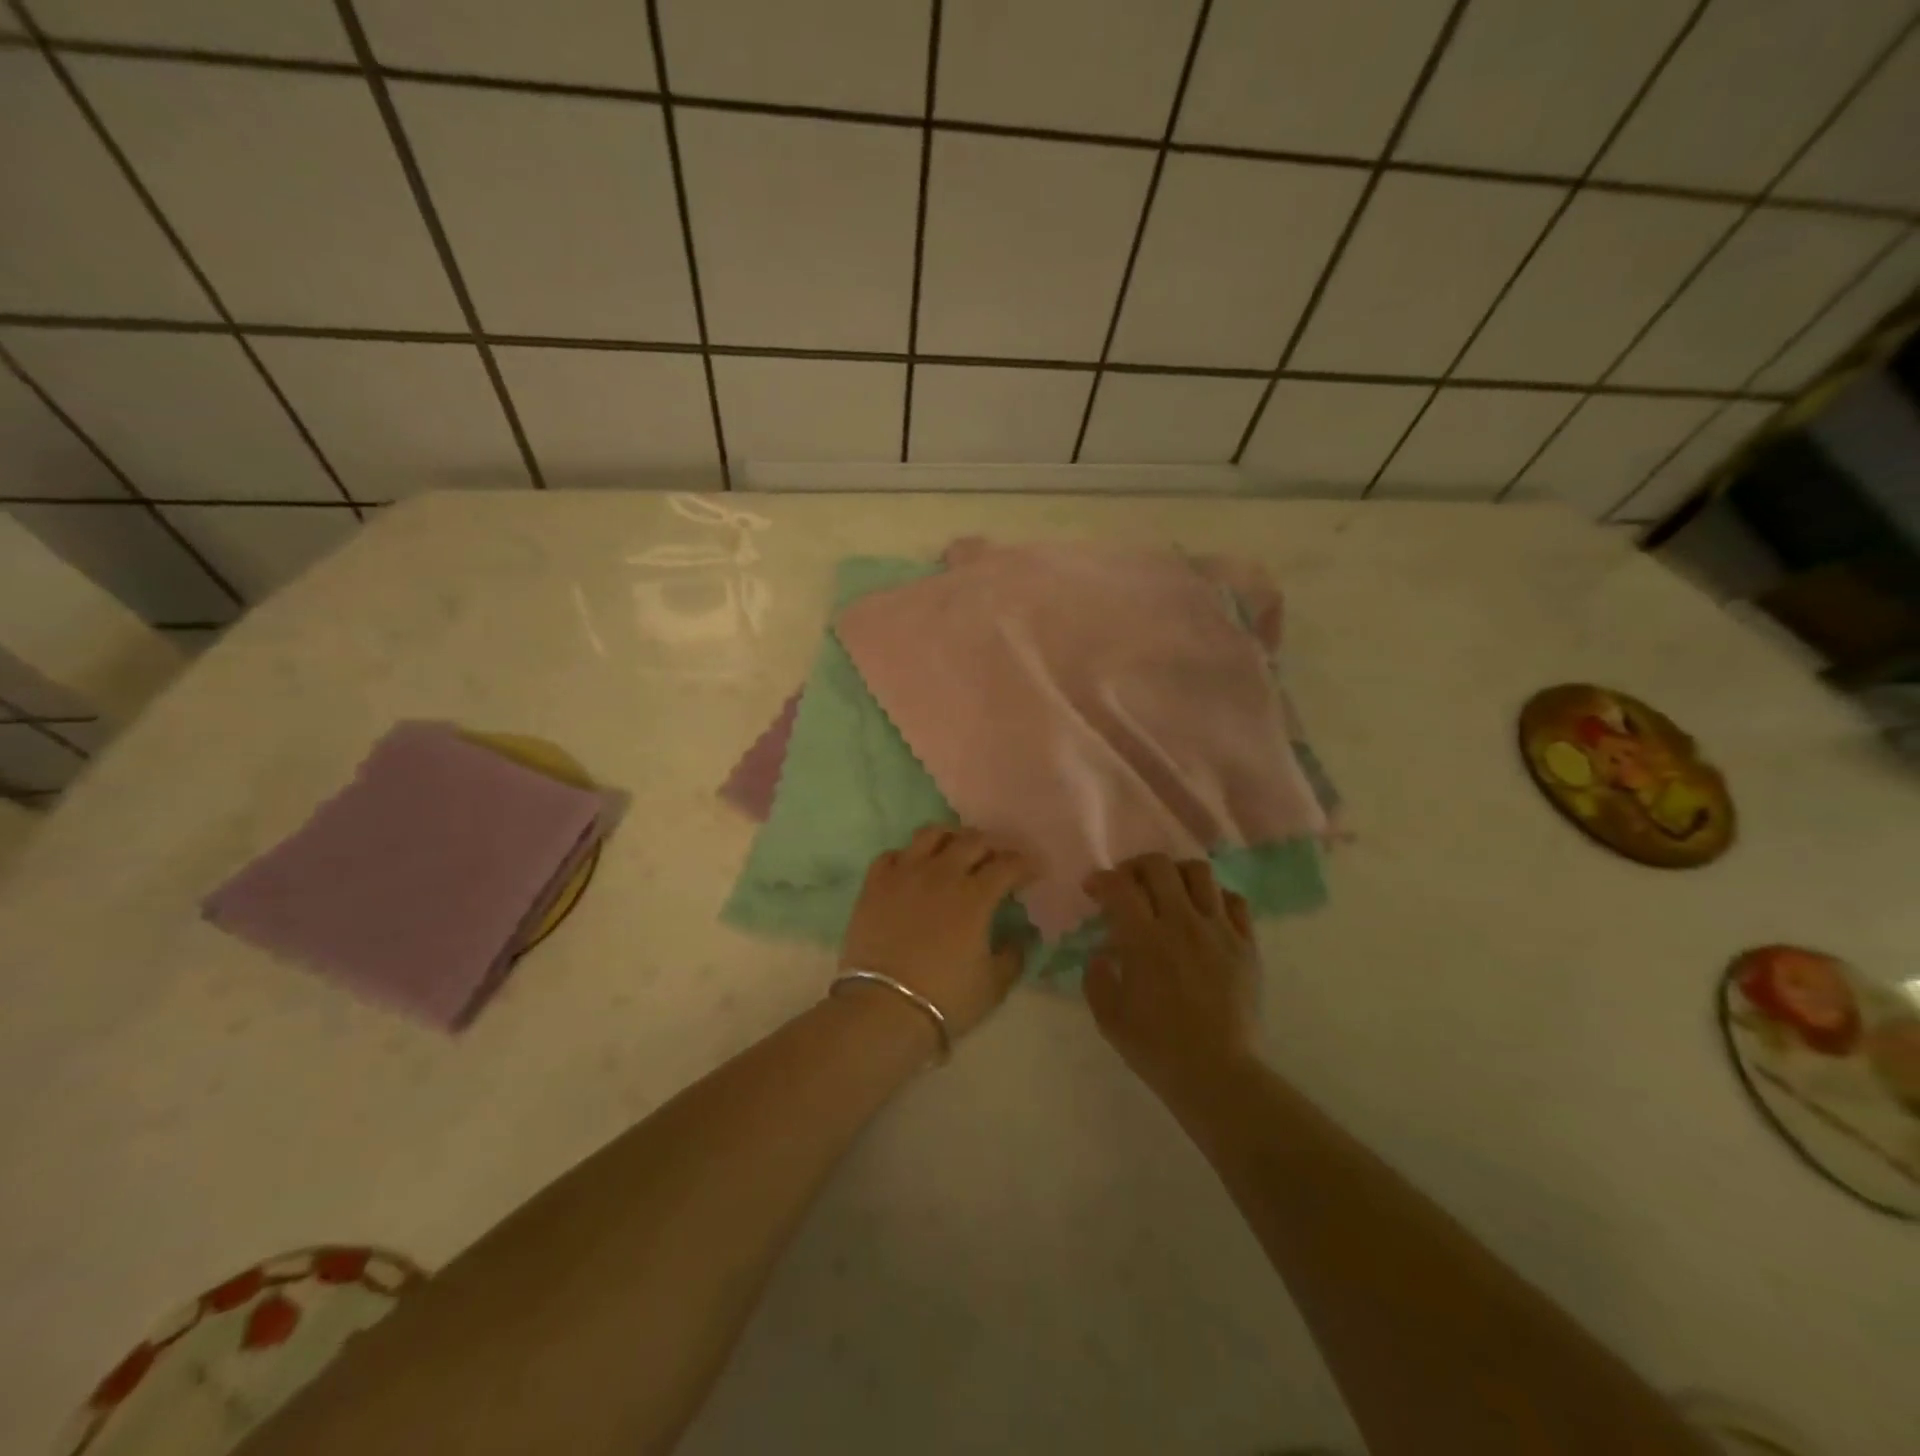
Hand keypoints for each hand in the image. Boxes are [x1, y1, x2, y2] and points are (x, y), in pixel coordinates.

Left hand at [840, 826, 1038, 1043]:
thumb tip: (1020, 937)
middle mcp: (942, 874)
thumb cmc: (945, 999)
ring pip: (930, 834)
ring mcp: (905, 874)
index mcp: (975, 896)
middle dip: (992, 845)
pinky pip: (892, 855)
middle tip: (997, 858)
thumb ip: (1013, 956)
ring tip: (955, 848)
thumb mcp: (993, 985)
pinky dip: (908, 856)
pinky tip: (913, 868)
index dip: (1025, 864)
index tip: (1034, 871)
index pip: (1008, 865)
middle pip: (972, 841)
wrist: (883, 1009)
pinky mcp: (874, 884)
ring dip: (950, 837)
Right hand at [1083, 855, 1262, 1102]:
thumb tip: (1102, 954)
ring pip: (1199, 872)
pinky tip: (1204, 914)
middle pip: (1158, 865)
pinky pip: (1234, 900)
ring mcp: (1219, 930)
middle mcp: (1181, 923)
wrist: (1218, 1075)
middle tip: (1128, 885)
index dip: (1101, 879)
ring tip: (1168, 892)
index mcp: (1143, 939)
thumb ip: (1097, 977)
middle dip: (1135, 866)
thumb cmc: (1157, 1048)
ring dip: (1176, 874)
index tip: (1094, 891)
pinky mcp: (1246, 944)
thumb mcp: (1108, 1017)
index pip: (1119, 885)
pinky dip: (1215, 897)